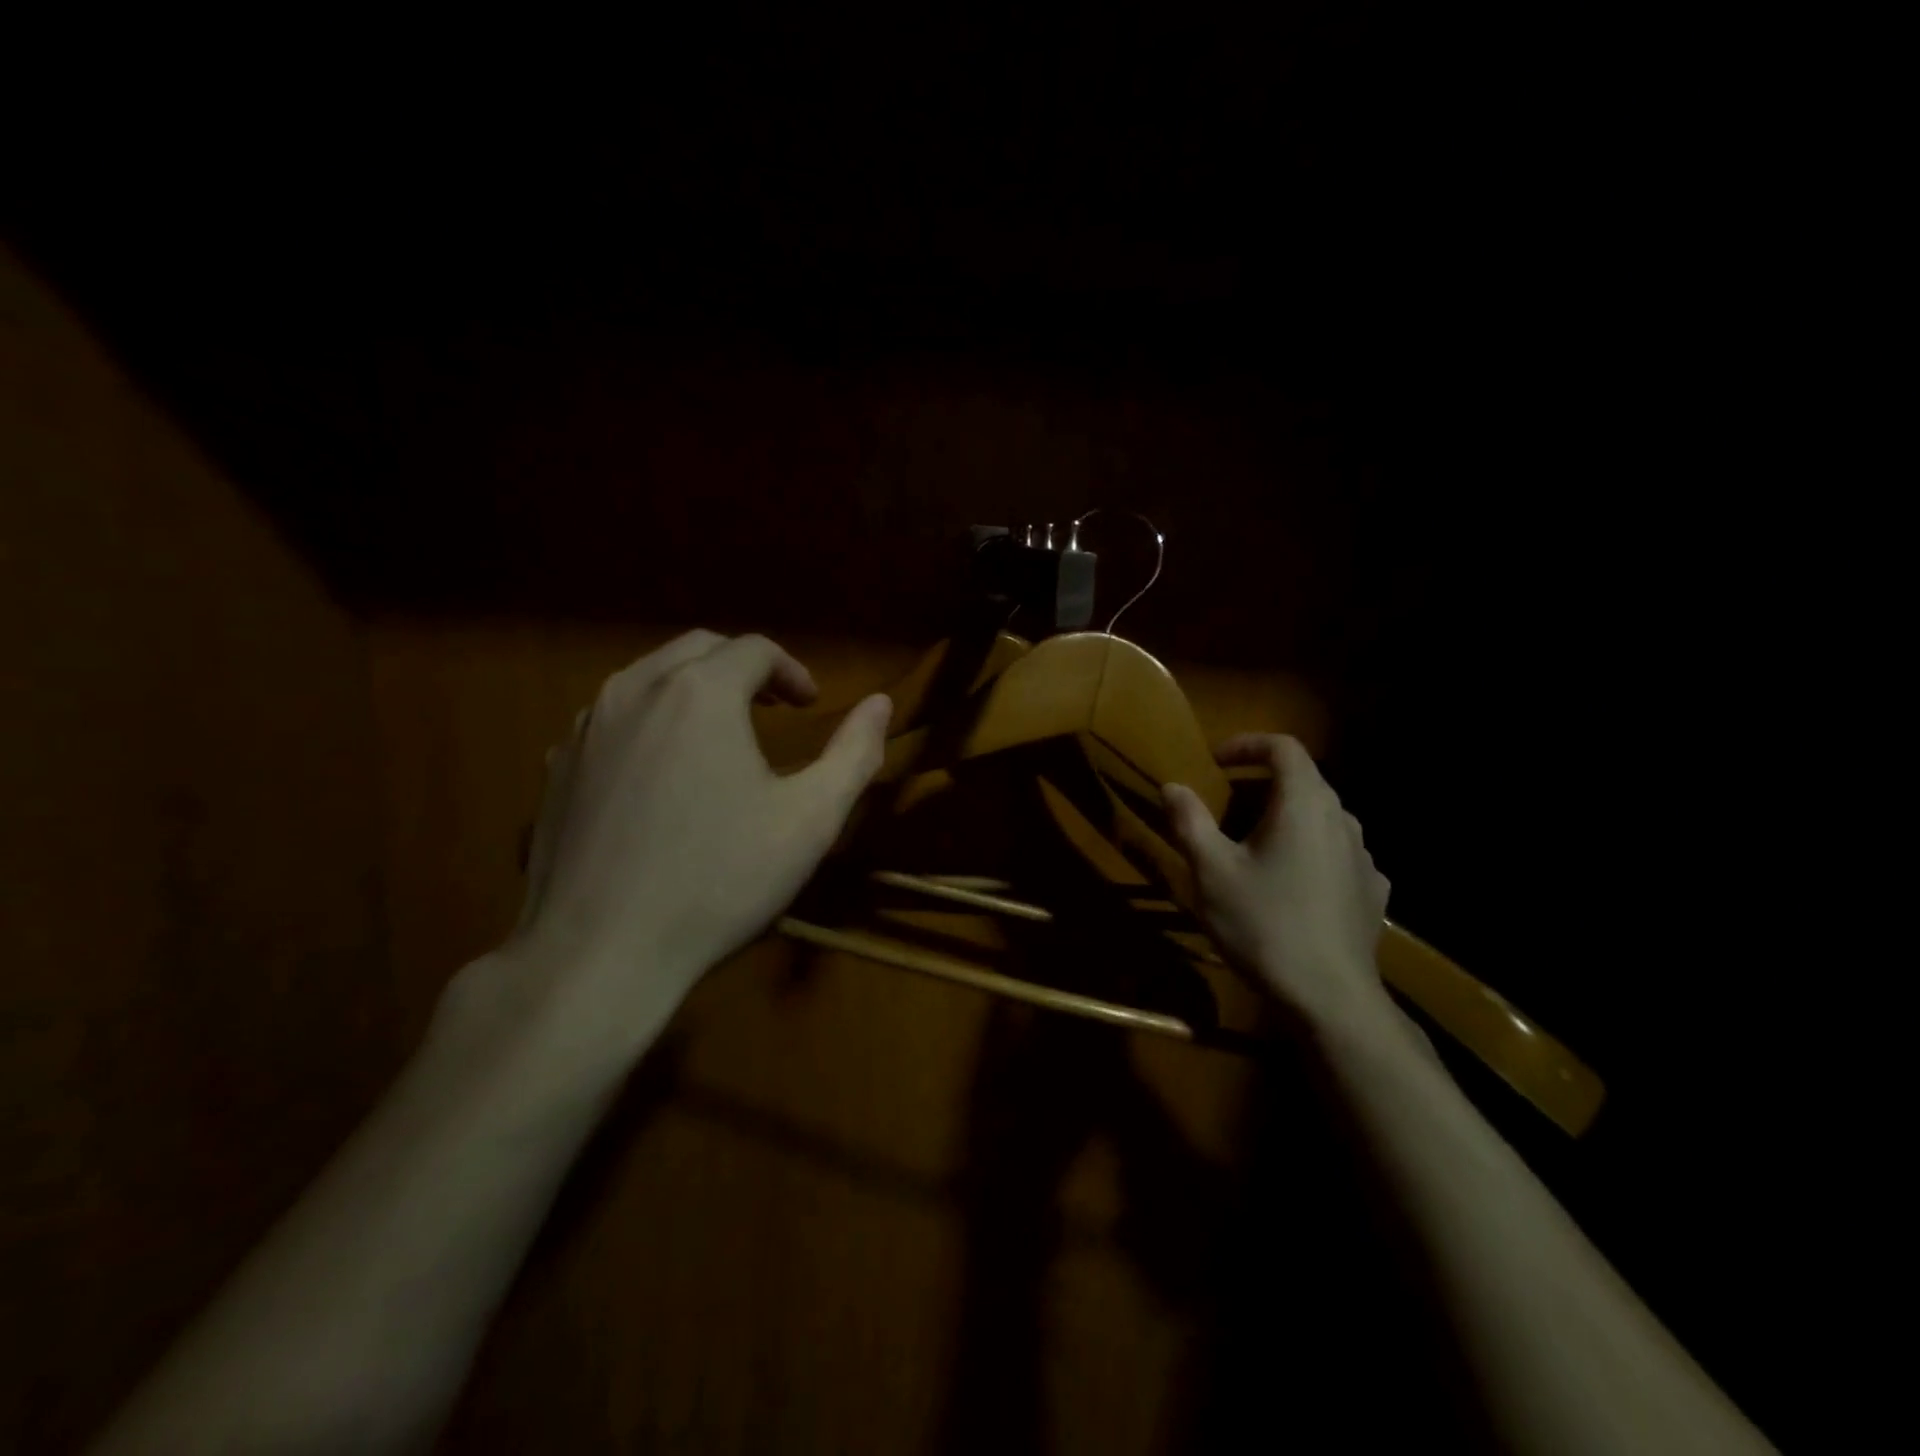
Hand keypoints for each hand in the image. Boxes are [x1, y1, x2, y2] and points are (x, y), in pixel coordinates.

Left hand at [458, 631, 891, 1046]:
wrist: (600, 952)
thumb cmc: (719, 880)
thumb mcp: (810, 819)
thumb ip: (854, 753)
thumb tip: (881, 703)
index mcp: (700, 693)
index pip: (754, 648)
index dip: (791, 670)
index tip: (810, 705)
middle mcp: (636, 690)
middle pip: (698, 648)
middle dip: (742, 668)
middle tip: (772, 708)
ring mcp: (586, 727)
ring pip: (648, 678)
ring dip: (692, 690)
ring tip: (719, 735)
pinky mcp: (556, 766)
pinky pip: (611, 719)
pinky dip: (649, 722)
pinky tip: (662, 773)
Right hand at [1163, 734, 1394, 1034]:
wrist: (1329, 996)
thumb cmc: (1263, 923)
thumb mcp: (1211, 871)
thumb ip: (1189, 821)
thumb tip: (1172, 786)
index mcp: (1304, 804)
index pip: (1284, 747)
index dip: (1247, 743)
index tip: (1216, 761)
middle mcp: (1343, 819)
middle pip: (1305, 781)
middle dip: (1262, 783)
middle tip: (1225, 804)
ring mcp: (1365, 857)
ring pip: (1323, 818)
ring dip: (1287, 817)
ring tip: (1256, 845)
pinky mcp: (1372, 891)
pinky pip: (1338, 853)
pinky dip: (1311, 851)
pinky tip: (1294, 882)